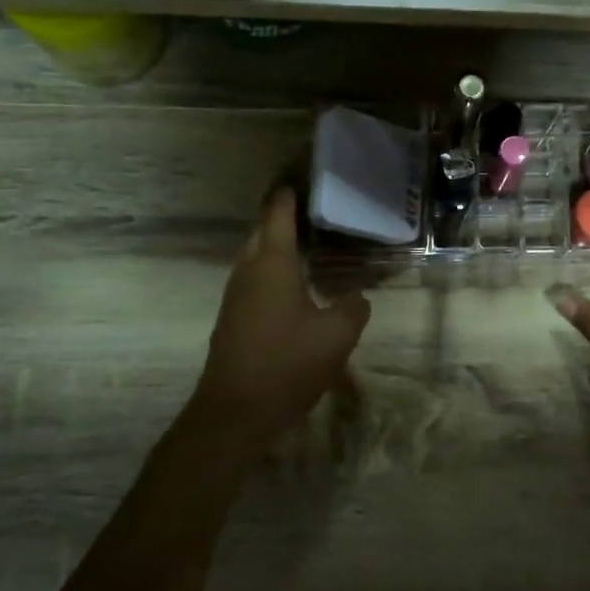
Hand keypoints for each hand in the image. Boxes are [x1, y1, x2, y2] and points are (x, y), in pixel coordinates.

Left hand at [189, 188, 370, 442]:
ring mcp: (236, 296)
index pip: (279, 215)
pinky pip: (253, 280)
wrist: (235, 412)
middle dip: (281, 216)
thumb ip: (353, 307)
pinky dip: (271, 270)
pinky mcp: (233, 319)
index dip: (290, 195)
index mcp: (273, 265)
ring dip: (275, 245)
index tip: (302, 177)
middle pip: (262, 232)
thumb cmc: (287, 364)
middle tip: (310, 209)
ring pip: (254, 257)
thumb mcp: (337, 335)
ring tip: (304, 242)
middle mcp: (249, 272)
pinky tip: (291, 286)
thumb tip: (356, 296)